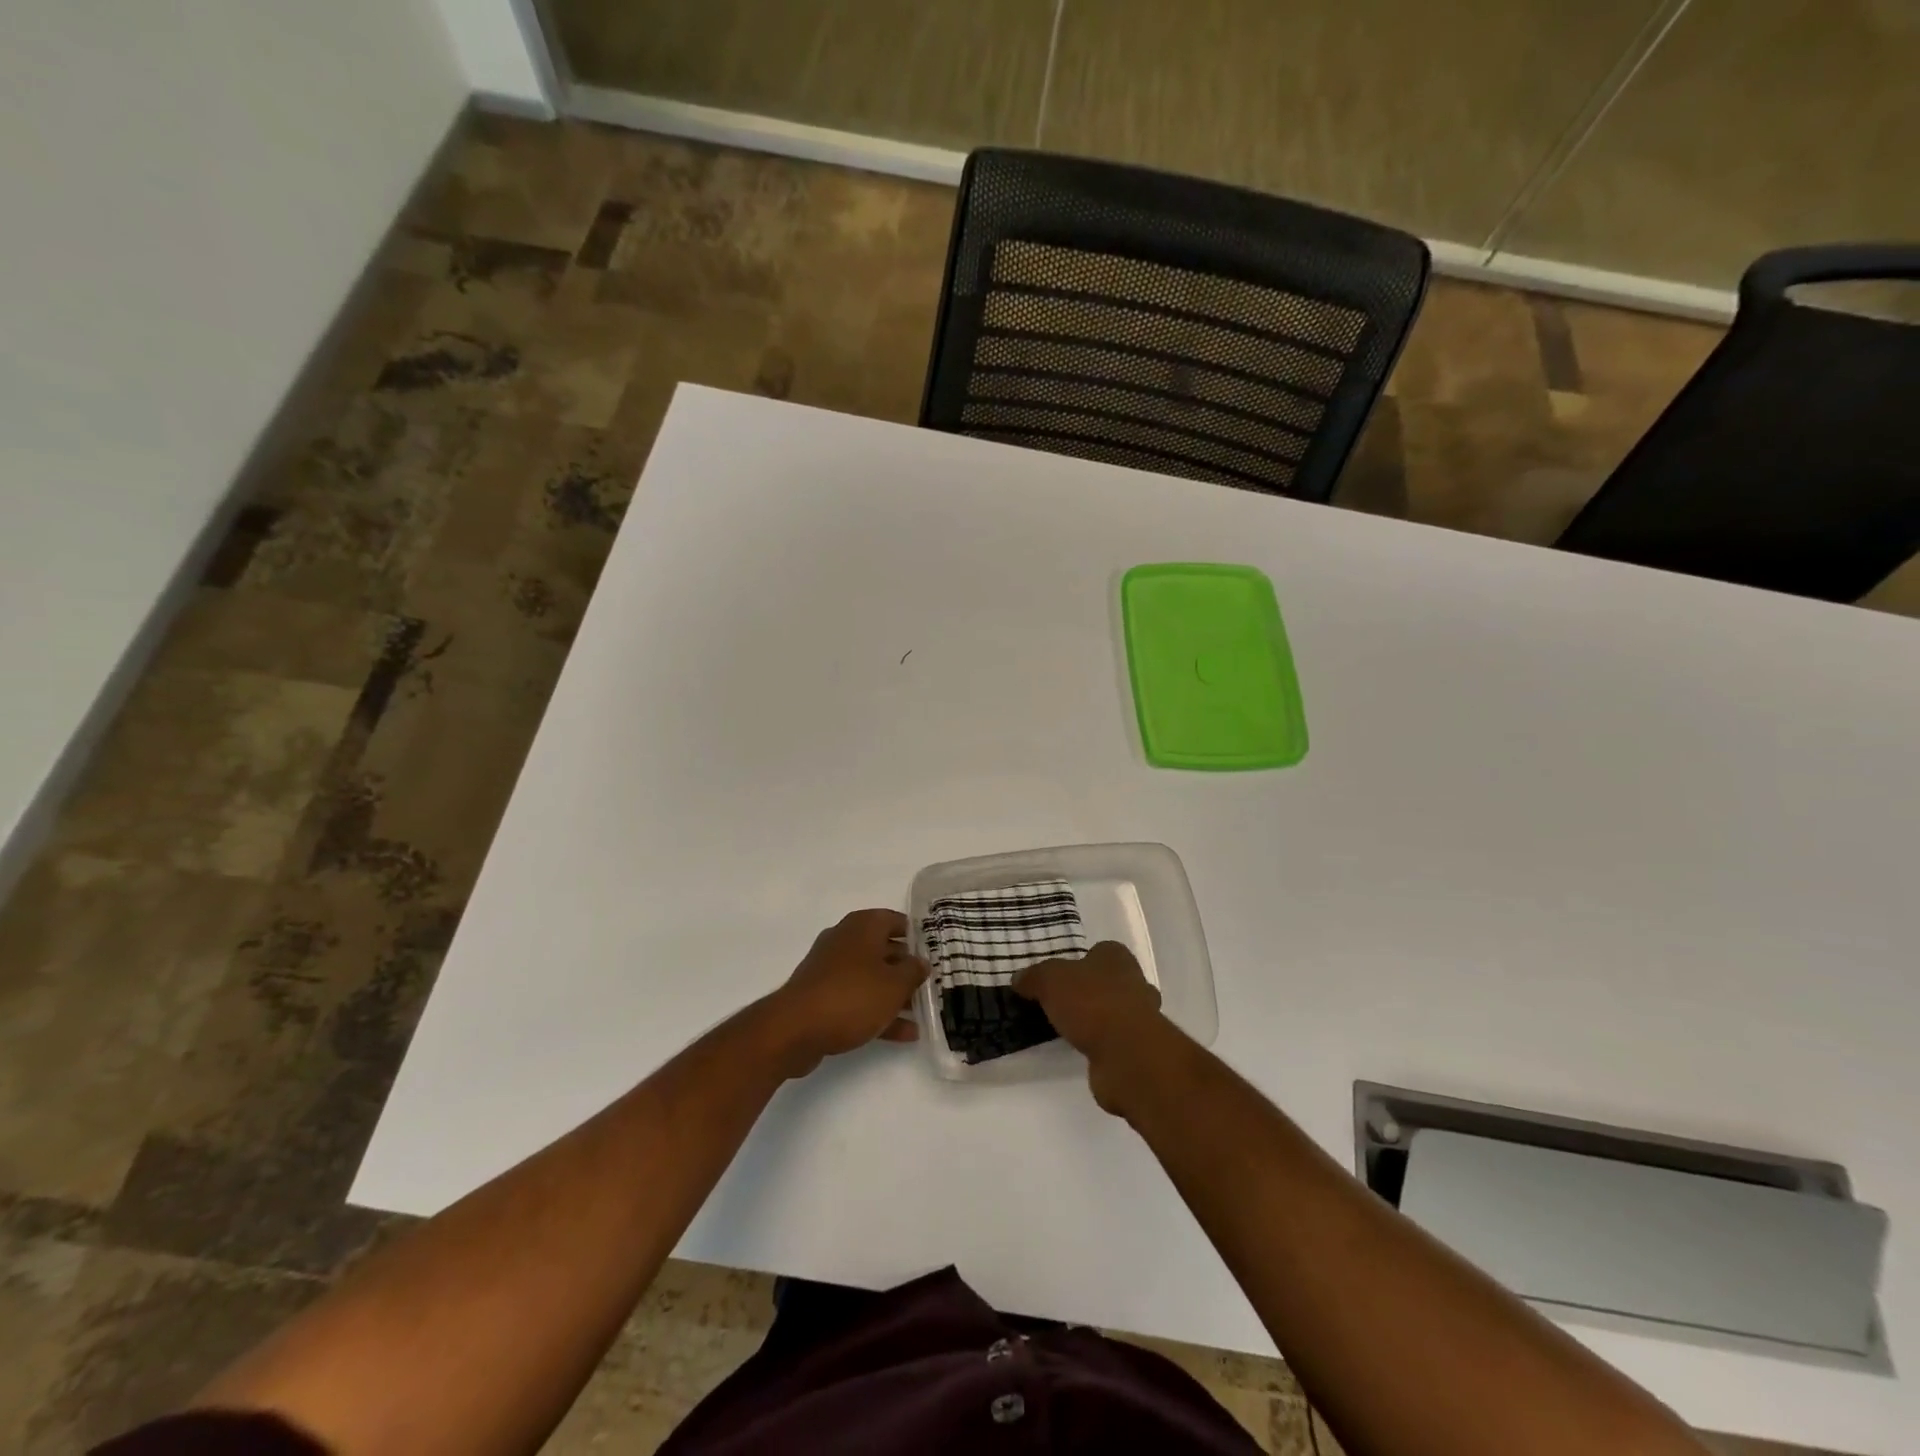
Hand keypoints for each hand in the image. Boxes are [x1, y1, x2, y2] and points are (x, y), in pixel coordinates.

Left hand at [768, 909, 929, 1077]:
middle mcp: (845, 940)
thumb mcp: (894, 984)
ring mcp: (831, 970)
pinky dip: (878, 1012)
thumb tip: (921, 962)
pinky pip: (857, 999)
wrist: (795, 1030)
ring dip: (895, 995)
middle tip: (930, 984)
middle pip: (884, 950)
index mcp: (863, 926)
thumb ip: (913, 971)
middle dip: (907, 969)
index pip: (895, 920)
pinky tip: (903, 1034)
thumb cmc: (852, 996)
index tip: (933, 952)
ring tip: (921, 1013)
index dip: (916, 935)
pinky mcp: (822, 997)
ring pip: (871, 978)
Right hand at [1014, 942, 1168, 1114]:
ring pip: (1114, 1011)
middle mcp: (1135, 982)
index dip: (1080, 961)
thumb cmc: (1091, 1003)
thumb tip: (1019, 979)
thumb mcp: (1050, 980)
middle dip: (1089, 991)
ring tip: (1065, 1028)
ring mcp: (1141, 1017)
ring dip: (1095, 1019)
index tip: (1060, 976)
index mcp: (1117, 957)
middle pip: (1109, 981)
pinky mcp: (1137, 1048)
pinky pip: (1113, 1039)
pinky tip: (1078, 1048)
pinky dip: (1098, 1043)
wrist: (1127, 1055)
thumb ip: (1034, 977)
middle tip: (1060, 1003)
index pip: (1100, 951)